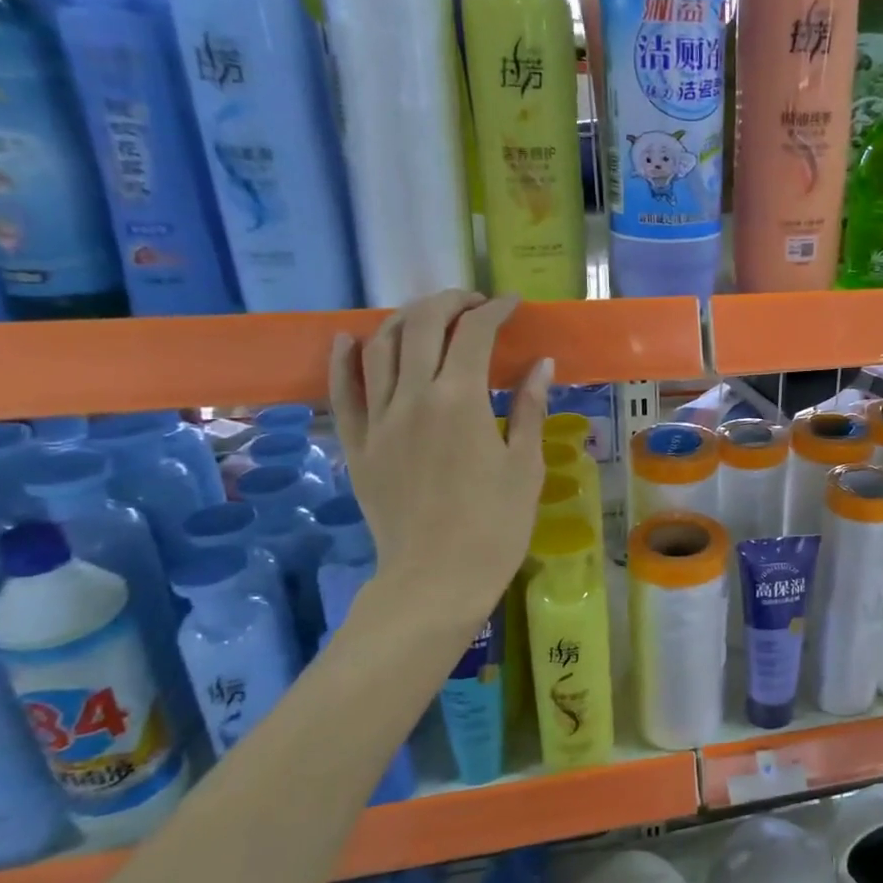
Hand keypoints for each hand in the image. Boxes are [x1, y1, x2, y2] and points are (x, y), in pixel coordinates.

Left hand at [330, 292, 551, 625]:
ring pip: (380, 347)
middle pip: (422, 325)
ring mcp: (378, 420)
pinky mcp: (357, 445)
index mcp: (459, 400)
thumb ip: (528, 408)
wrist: (436, 580)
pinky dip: (344, 360)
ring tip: (430, 317)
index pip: (474, 333)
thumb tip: (540, 364)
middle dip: (450, 302)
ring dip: (406, 320)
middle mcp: (413, 397)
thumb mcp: (525, 466)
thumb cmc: (495, 527)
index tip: (513, 305)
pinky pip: (342, 392)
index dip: (495, 310)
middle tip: (475, 304)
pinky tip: (350, 339)